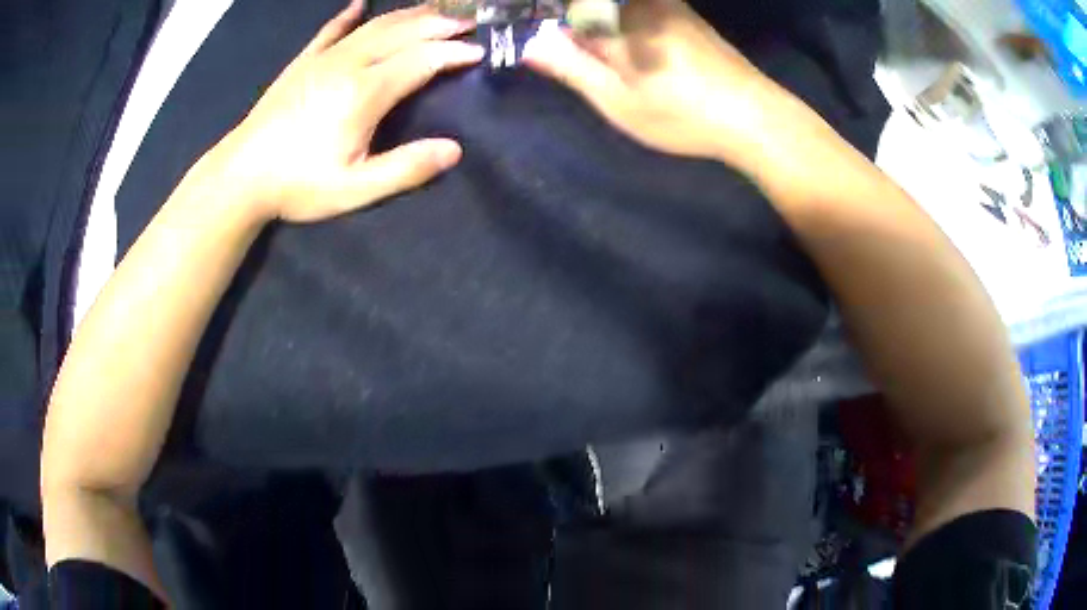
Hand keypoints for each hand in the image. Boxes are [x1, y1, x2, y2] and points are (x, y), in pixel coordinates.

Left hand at [209, 0, 483, 222]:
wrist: (240, 176)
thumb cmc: (297, 185)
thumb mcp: (354, 190)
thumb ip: (405, 168)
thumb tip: (454, 150)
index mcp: (364, 92)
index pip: (422, 60)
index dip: (454, 52)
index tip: (479, 51)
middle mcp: (348, 64)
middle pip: (403, 32)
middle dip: (440, 24)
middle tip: (469, 22)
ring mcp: (323, 58)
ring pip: (375, 25)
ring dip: (409, 15)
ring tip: (435, 11)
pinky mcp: (303, 62)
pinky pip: (331, 30)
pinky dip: (349, 15)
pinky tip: (360, 4)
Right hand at [523, 0, 787, 171]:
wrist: (753, 115)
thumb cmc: (680, 113)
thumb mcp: (616, 99)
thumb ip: (571, 67)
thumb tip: (531, 45)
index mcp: (615, 19)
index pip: (567, 9)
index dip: (551, 25)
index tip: (552, 50)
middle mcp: (640, 2)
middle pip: (591, 5)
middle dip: (577, 25)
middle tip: (581, 61)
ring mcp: (666, 4)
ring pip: (616, 6)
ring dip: (601, 25)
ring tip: (611, 63)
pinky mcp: (685, 14)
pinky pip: (640, 8)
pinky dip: (626, 23)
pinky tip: (638, 52)